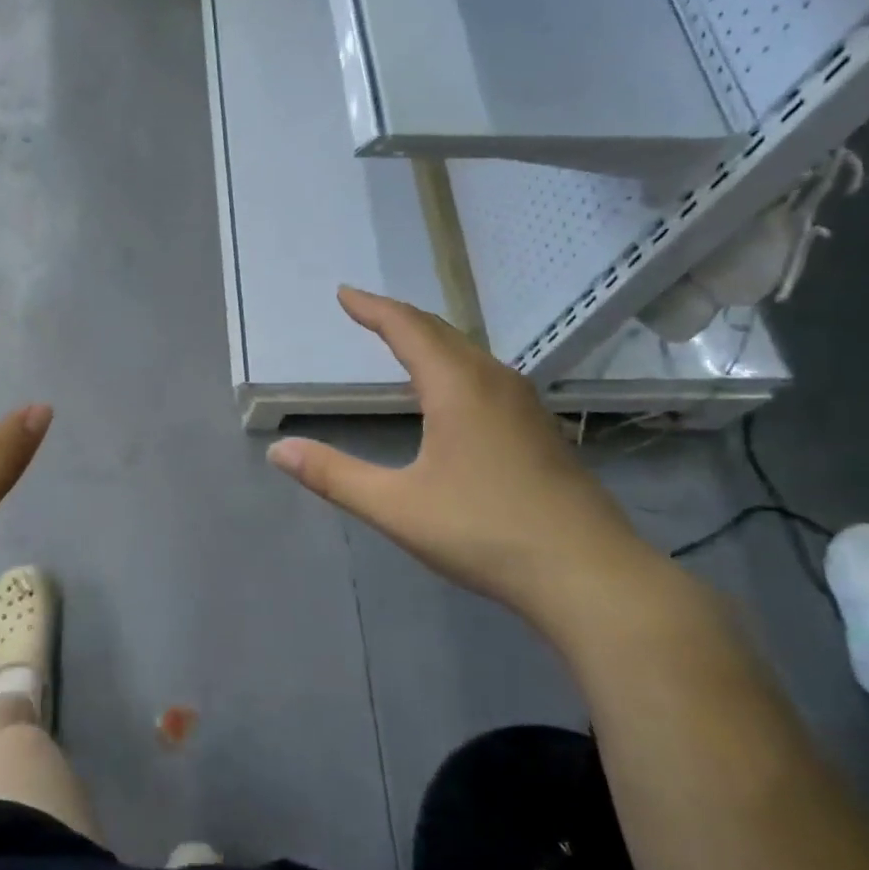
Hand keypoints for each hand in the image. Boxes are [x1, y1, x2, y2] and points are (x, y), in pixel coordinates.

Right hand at [266, 288, 656, 625]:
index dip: (372, 308)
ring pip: (469, 353)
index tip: (344, 293)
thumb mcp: (396, 507)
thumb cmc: (485, 532)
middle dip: (399, 317)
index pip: (408, 329)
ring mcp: (524, 406)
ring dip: (430, 340)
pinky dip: (453, 364)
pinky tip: (451, 392)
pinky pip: (486, 376)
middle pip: (441, 333)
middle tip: (366, 311)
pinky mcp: (539, 430)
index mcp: (458, 388)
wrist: (590, 575)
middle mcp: (494, 383)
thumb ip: (334, 476)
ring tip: (401, 342)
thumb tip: (278, 451)